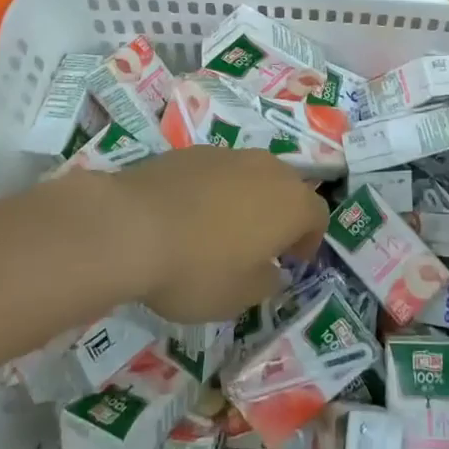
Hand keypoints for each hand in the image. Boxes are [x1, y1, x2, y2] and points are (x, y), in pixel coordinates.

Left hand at [108, 146, 327, 321]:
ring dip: (247, 200)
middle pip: (287, 188)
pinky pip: (217, 172)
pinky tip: (188, 217)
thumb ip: (265, 281)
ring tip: (221, 230)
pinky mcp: (191, 151)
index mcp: (290, 202)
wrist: (130, 226)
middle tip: (260, 246)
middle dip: (280, 215)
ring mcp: (228, 154)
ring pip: (251, 176)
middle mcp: (267, 168)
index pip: (318, 216)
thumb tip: (270, 269)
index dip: (310, 240)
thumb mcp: (239, 297)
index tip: (292, 261)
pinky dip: (213, 191)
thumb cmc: (197, 268)